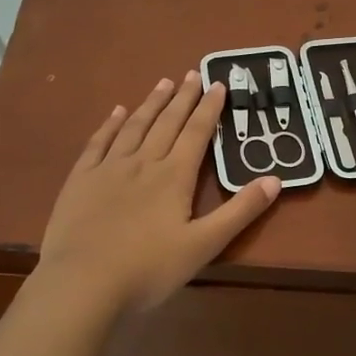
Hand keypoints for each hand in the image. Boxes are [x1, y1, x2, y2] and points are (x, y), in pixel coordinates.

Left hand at [36, 72, 279, 314]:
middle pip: (167, 122)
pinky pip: (98, 142)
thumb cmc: (148, 269)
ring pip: (134, 127)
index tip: (218, 83)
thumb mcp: (204, 245)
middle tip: (193, 73)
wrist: (82, 283)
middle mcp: (143, 162)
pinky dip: (110, 124)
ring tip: (163, 83)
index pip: (196, 133)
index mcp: (174, 176)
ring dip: (151, 104)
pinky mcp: (80, 180)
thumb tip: (275, 179)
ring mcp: (108, 168)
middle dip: (183, 98)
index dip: (209, 108)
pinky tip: (118, 112)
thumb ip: (240, 211)